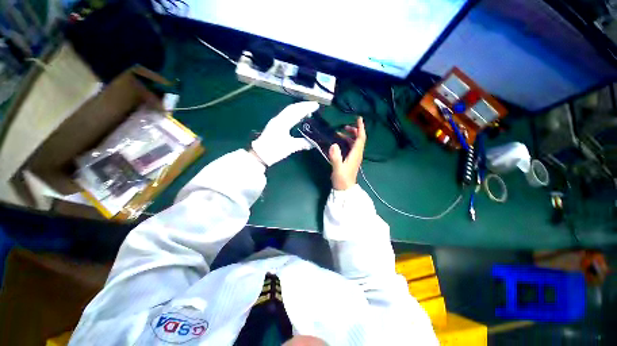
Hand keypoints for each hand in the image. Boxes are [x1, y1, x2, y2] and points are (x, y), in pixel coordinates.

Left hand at [251, 101, 318, 165]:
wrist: (260, 154)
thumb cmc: (274, 150)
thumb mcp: (290, 147)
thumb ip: (302, 143)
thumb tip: (314, 143)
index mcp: (282, 122)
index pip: (296, 111)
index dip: (306, 107)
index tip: (316, 105)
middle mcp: (279, 119)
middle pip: (292, 108)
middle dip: (303, 105)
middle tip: (314, 105)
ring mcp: (276, 121)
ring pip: (289, 111)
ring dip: (299, 109)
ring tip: (309, 110)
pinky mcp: (275, 125)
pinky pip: (286, 116)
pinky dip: (294, 114)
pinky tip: (299, 118)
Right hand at [329, 117, 365, 190]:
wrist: (345, 189)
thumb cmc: (342, 179)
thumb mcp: (337, 168)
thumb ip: (336, 157)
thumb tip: (333, 144)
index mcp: (356, 154)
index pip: (360, 138)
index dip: (360, 128)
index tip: (359, 118)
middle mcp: (357, 154)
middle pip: (359, 139)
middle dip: (354, 131)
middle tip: (345, 126)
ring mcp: (355, 157)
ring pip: (355, 143)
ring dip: (349, 136)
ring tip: (339, 133)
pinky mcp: (351, 160)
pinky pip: (351, 148)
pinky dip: (347, 142)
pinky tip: (339, 143)